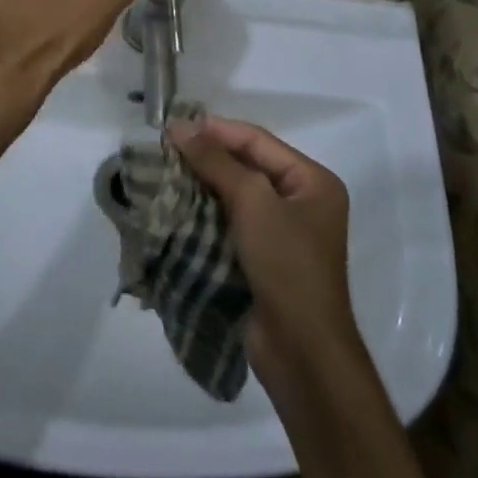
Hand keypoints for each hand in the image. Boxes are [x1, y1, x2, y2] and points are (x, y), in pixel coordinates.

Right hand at [170, 116, 358, 384]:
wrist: (301, 351)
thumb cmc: (287, 264)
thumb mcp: (253, 202)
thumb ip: (216, 161)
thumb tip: (180, 126)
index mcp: (312, 181)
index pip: (258, 141)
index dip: (216, 130)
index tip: (174, 126)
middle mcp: (301, 202)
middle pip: (247, 166)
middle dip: (207, 158)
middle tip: (165, 149)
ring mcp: (282, 233)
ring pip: (235, 196)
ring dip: (202, 186)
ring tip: (164, 174)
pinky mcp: (263, 260)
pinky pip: (231, 224)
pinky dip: (206, 215)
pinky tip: (177, 208)